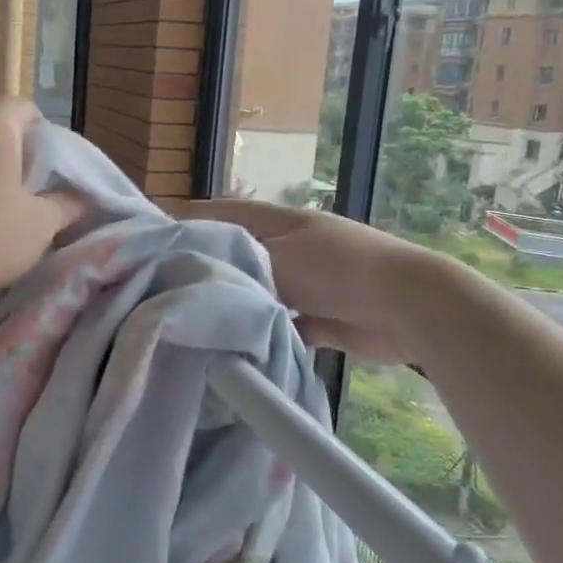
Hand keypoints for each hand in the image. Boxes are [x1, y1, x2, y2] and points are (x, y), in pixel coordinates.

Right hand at [187, 200, 447, 365]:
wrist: (407, 305)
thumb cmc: (337, 269)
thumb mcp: (277, 260)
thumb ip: (236, 266)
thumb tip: (196, 274)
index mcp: (281, 223)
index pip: (226, 214)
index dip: (192, 221)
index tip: (155, 239)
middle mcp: (292, 249)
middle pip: (241, 257)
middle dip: (211, 271)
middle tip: (168, 290)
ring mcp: (309, 284)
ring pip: (261, 294)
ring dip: (240, 307)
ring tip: (197, 323)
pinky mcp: (322, 319)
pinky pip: (284, 326)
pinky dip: (266, 335)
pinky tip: (239, 348)